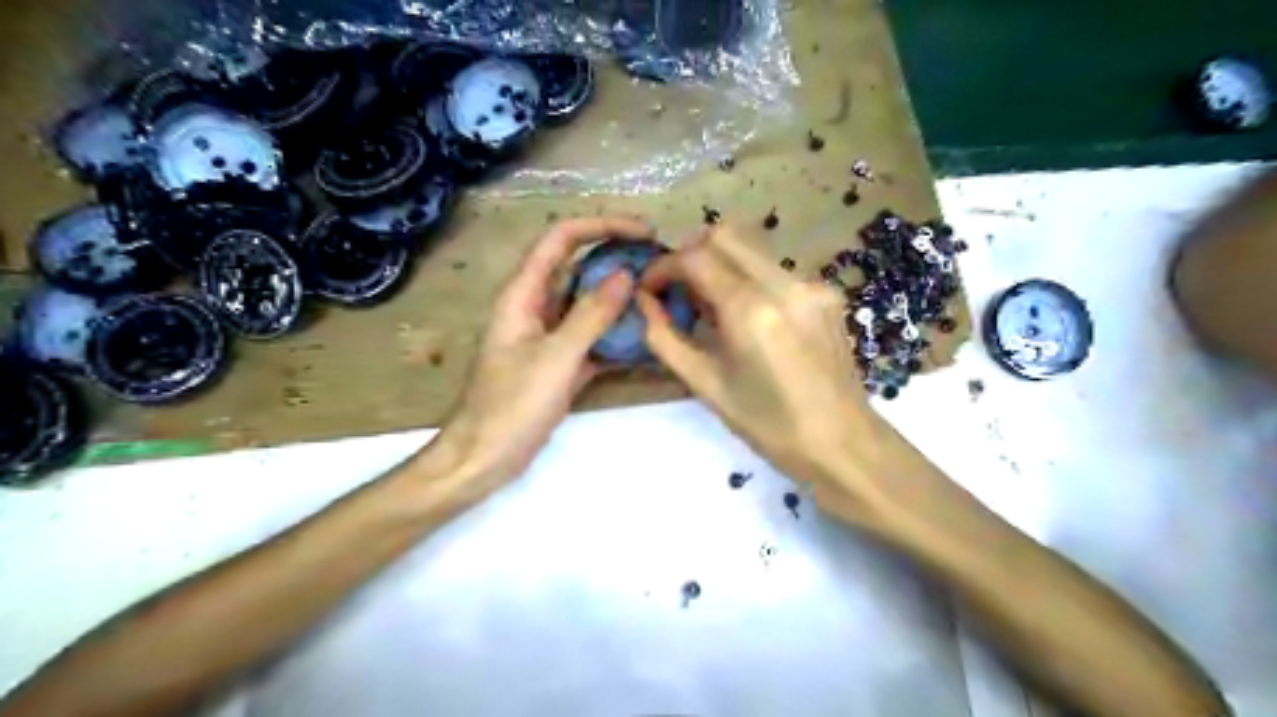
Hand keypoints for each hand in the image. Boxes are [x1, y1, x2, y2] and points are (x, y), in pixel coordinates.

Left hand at [431, 216, 651, 490]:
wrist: (484, 459)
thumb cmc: (511, 406)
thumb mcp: (555, 358)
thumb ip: (591, 315)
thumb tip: (626, 275)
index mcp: (522, 295)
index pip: (561, 240)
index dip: (601, 226)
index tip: (643, 231)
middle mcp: (536, 308)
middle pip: (578, 268)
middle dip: (617, 260)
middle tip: (661, 263)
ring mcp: (548, 336)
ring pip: (588, 305)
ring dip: (621, 299)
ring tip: (661, 296)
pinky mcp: (560, 363)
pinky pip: (592, 338)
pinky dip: (616, 335)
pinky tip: (647, 338)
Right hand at [639, 227, 889, 494]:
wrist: (842, 443)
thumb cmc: (769, 426)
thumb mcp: (706, 387)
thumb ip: (666, 339)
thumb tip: (644, 303)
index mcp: (752, 311)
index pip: (695, 258)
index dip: (663, 266)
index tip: (650, 288)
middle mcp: (785, 284)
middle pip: (725, 235)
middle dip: (691, 254)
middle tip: (678, 289)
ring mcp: (812, 284)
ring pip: (752, 248)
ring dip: (721, 265)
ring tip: (711, 307)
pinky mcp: (827, 293)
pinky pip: (776, 269)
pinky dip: (749, 279)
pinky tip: (748, 317)